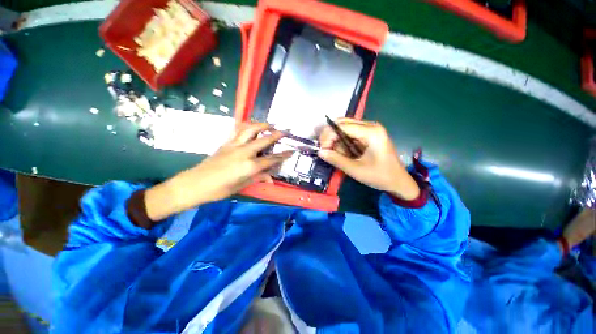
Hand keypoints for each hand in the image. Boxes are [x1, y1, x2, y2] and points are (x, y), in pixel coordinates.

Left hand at [145, 123, 290, 220]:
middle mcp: (244, 152)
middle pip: (264, 140)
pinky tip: (251, 126)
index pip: (271, 159)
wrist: (194, 184)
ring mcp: (234, 145)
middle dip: (276, 134)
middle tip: (285, 130)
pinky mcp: (226, 143)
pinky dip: (247, 126)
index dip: (283, 155)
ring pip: (250, 130)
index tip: (292, 151)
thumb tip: (270, 177)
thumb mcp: (241, 186)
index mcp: (249, 166)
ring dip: (261, 125)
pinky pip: (238, 130)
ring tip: (270, 124)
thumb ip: (258, 178)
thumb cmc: (219, 190)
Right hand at [318, 118, 419, 199]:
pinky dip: (342, 142)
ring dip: (336, 140)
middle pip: (343, 123)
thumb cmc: (379, 176)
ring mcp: (370, 129)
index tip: (322, 149)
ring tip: (336, 154)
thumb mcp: (355, 170)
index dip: (328, 136)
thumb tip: (320, 152)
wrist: (398, 182)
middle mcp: (371, 126)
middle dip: (331, 136)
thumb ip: (336, 159)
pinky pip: (350, 134)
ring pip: (344, 128)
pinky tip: (343, 152)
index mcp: (371, 132)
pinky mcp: (368, 135)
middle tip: (325, 149)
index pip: (342, 126)